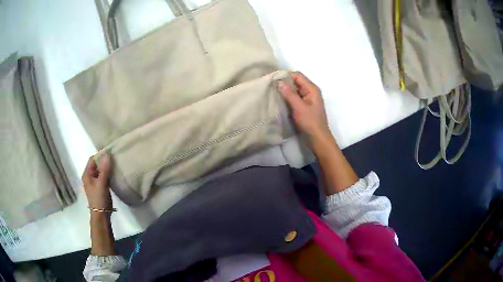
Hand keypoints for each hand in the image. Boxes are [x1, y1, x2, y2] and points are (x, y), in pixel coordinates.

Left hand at [82, 154, 112, 209]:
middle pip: (97, 164)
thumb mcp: (101, 183)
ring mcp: (96, 182)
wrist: (101, 215)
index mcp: (87, 174)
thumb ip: (104, 169)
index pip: (93, 159)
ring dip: (108, 167)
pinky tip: (116, 173)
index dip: (100, 155)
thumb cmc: (99, 199)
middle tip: (115, 157)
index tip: (110, 151)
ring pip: (101, 170)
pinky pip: (105, 176)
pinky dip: (109, 173)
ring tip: (117, 164)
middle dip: (105, 161)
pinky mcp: (101, 186)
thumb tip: (108, 154)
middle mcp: (90, 176)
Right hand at [279, 71, 330, 144]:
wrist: (317, 139)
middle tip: (271, 85)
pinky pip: (294, 99)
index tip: (273, 78)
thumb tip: (279, 82)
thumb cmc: (310, 122)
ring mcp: (307, 100)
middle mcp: (310, 92)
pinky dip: (287, 98)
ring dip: (285, 91)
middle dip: (284, 83)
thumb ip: (289, 94)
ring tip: (272, 92)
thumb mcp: (299, 107)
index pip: (298, 75)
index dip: (286, 75)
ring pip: (294, 91)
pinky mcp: (304, 107)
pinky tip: (279, 101)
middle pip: (296, 82)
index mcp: (312, 89)